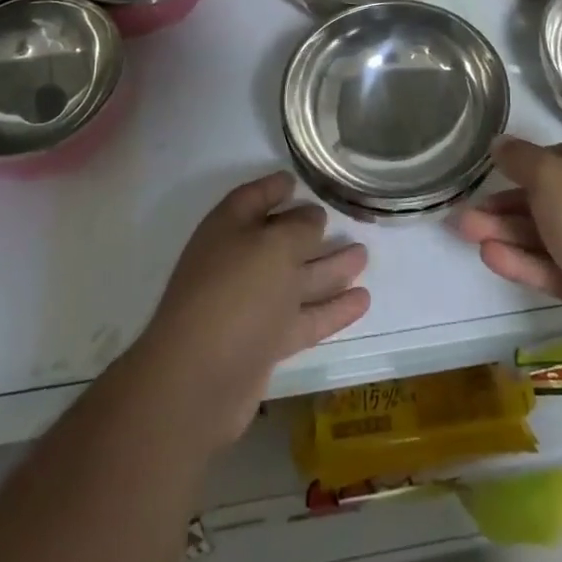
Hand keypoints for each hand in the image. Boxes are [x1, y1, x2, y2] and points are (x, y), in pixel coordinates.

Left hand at [137, 172, 369, 444]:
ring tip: (364, 255)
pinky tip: (362, 301)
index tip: (297, 180)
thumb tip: (313, 218)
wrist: (198, 381)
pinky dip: (331, 309)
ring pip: (297, 280)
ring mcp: (251, 305)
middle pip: (279, 239)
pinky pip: (303, 318)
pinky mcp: (264, 343)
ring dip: (329, 268)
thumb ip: (299, 228)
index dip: (274, 187)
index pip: (253, 198)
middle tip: (345, 220)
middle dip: (310, 229)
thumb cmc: (235, 293)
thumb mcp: (273, 246)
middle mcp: (238, 262)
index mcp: (229, 228)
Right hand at [454, 136, 561, 368]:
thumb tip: (499, 143)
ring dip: (507, 232)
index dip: (527, 162)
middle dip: (506, 205)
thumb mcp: (553, 178)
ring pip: (549, 234)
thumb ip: (521, 159)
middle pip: (550, 197)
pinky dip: (526, 261)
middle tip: (466, 211)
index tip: (495, 172)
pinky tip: (490, 257)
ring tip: (465, 233)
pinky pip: (558, 267)